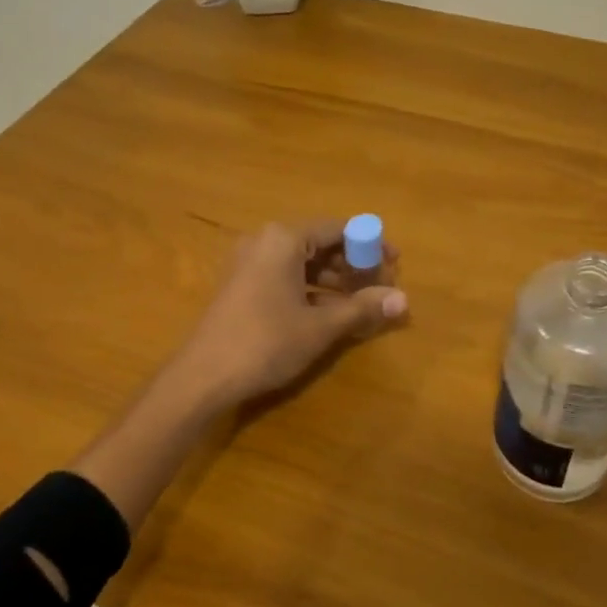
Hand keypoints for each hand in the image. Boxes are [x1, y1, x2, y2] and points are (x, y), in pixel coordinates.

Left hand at [160, 219, 407, 414]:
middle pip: (320, 244)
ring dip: (335, 281)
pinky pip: (286, 277)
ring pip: (303, 264)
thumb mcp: (320, 327)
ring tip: (364, 305)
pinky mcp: (242, 285)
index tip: (395, 263)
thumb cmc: (266, 342)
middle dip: (354, 266)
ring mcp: (250, 263)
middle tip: (383, 289)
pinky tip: (332, 315)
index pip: (337, 229)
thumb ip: (362, 308)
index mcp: (284, 239)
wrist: (203, 376)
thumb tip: (404, 299)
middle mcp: (265, 241)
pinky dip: (311, 291)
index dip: (370, 245)